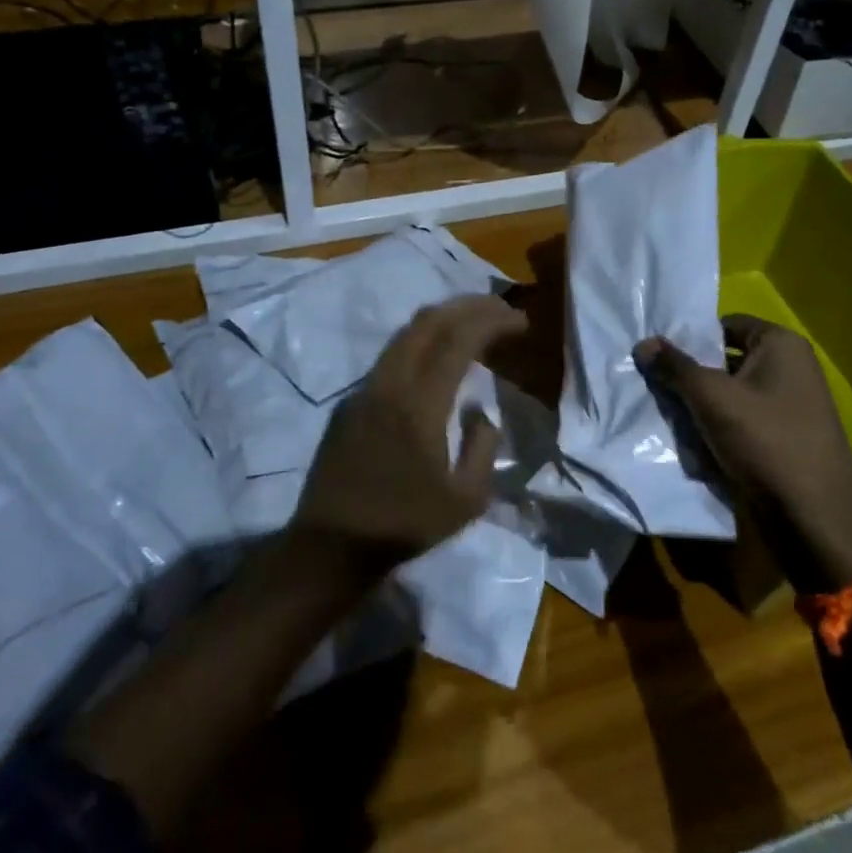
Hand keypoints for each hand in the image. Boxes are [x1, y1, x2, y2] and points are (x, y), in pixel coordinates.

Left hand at [293, 294, 527, 575]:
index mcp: (420, 404)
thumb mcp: (466, 500)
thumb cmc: (404, 526)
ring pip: (405, 334)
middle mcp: (389, 384)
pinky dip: (421, 342)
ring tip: (473, 324)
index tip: (520, 322)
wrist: (331, 545)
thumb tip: (480, 412)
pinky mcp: (350, 402)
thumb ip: (483, 447)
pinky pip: (391, 356)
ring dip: (443, 320)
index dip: (493, 321)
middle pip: (429, 321)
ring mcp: (365, 389)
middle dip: (469, 306)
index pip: (459, 340)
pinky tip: (437, 359)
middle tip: (501, 309)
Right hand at [635, 316, 851, 587]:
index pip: (725, 325)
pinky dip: (716, 430)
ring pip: (729, 395)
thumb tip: (643, 343)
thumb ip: (675, 367)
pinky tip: (691, 445)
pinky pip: (740, 423)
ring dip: (699, 407)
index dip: (691, 338)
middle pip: (724, 361)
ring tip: (666, 417)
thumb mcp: (712, 398)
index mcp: (782, 345)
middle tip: (653, 387)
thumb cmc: (766, 442)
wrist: (815, 519)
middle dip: (690, 377)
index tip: (657, 357)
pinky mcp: (783, 439)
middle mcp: (790, 368)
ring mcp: (789, 406)